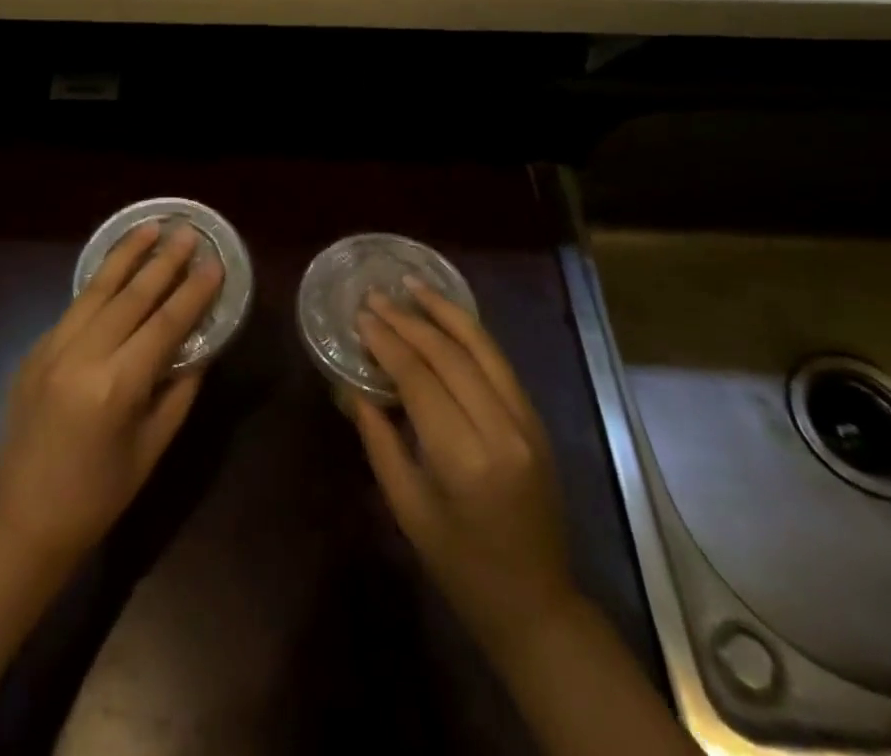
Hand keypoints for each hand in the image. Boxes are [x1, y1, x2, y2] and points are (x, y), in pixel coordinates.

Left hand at [0, 223, 221, 567]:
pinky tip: (116, 268)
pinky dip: (99, 283)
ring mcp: (51, 349)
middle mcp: (81, 357)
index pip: (164, 325)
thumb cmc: (96, 497)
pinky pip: (74, 308)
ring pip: (96, 290)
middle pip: (130, 296)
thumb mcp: (150, 450)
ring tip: (150, 227)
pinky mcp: (35, 350)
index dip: (192, 293)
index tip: (214, 263)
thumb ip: (178, 392)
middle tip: (186, 232)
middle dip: (162, 260)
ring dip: (126, 256)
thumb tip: (198, 348)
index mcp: (115, 387)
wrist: (19, 522)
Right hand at [348, 279, 576, 663]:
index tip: (360, 317)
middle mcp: (503, 431)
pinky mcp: (537, 422)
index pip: (420, 380)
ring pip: (483, 348)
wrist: (538, 605)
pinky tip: (447, 317)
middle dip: (409, 321)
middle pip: (450, 356)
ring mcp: (527, 423)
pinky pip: (500, 363)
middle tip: (375, 297)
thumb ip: (378, 440)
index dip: (387, 343)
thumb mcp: (407, 508)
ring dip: (445, 312)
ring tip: (413, 284)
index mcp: (465, 459)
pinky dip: (471, 333)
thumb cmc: (460, 566)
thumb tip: (352, 387)